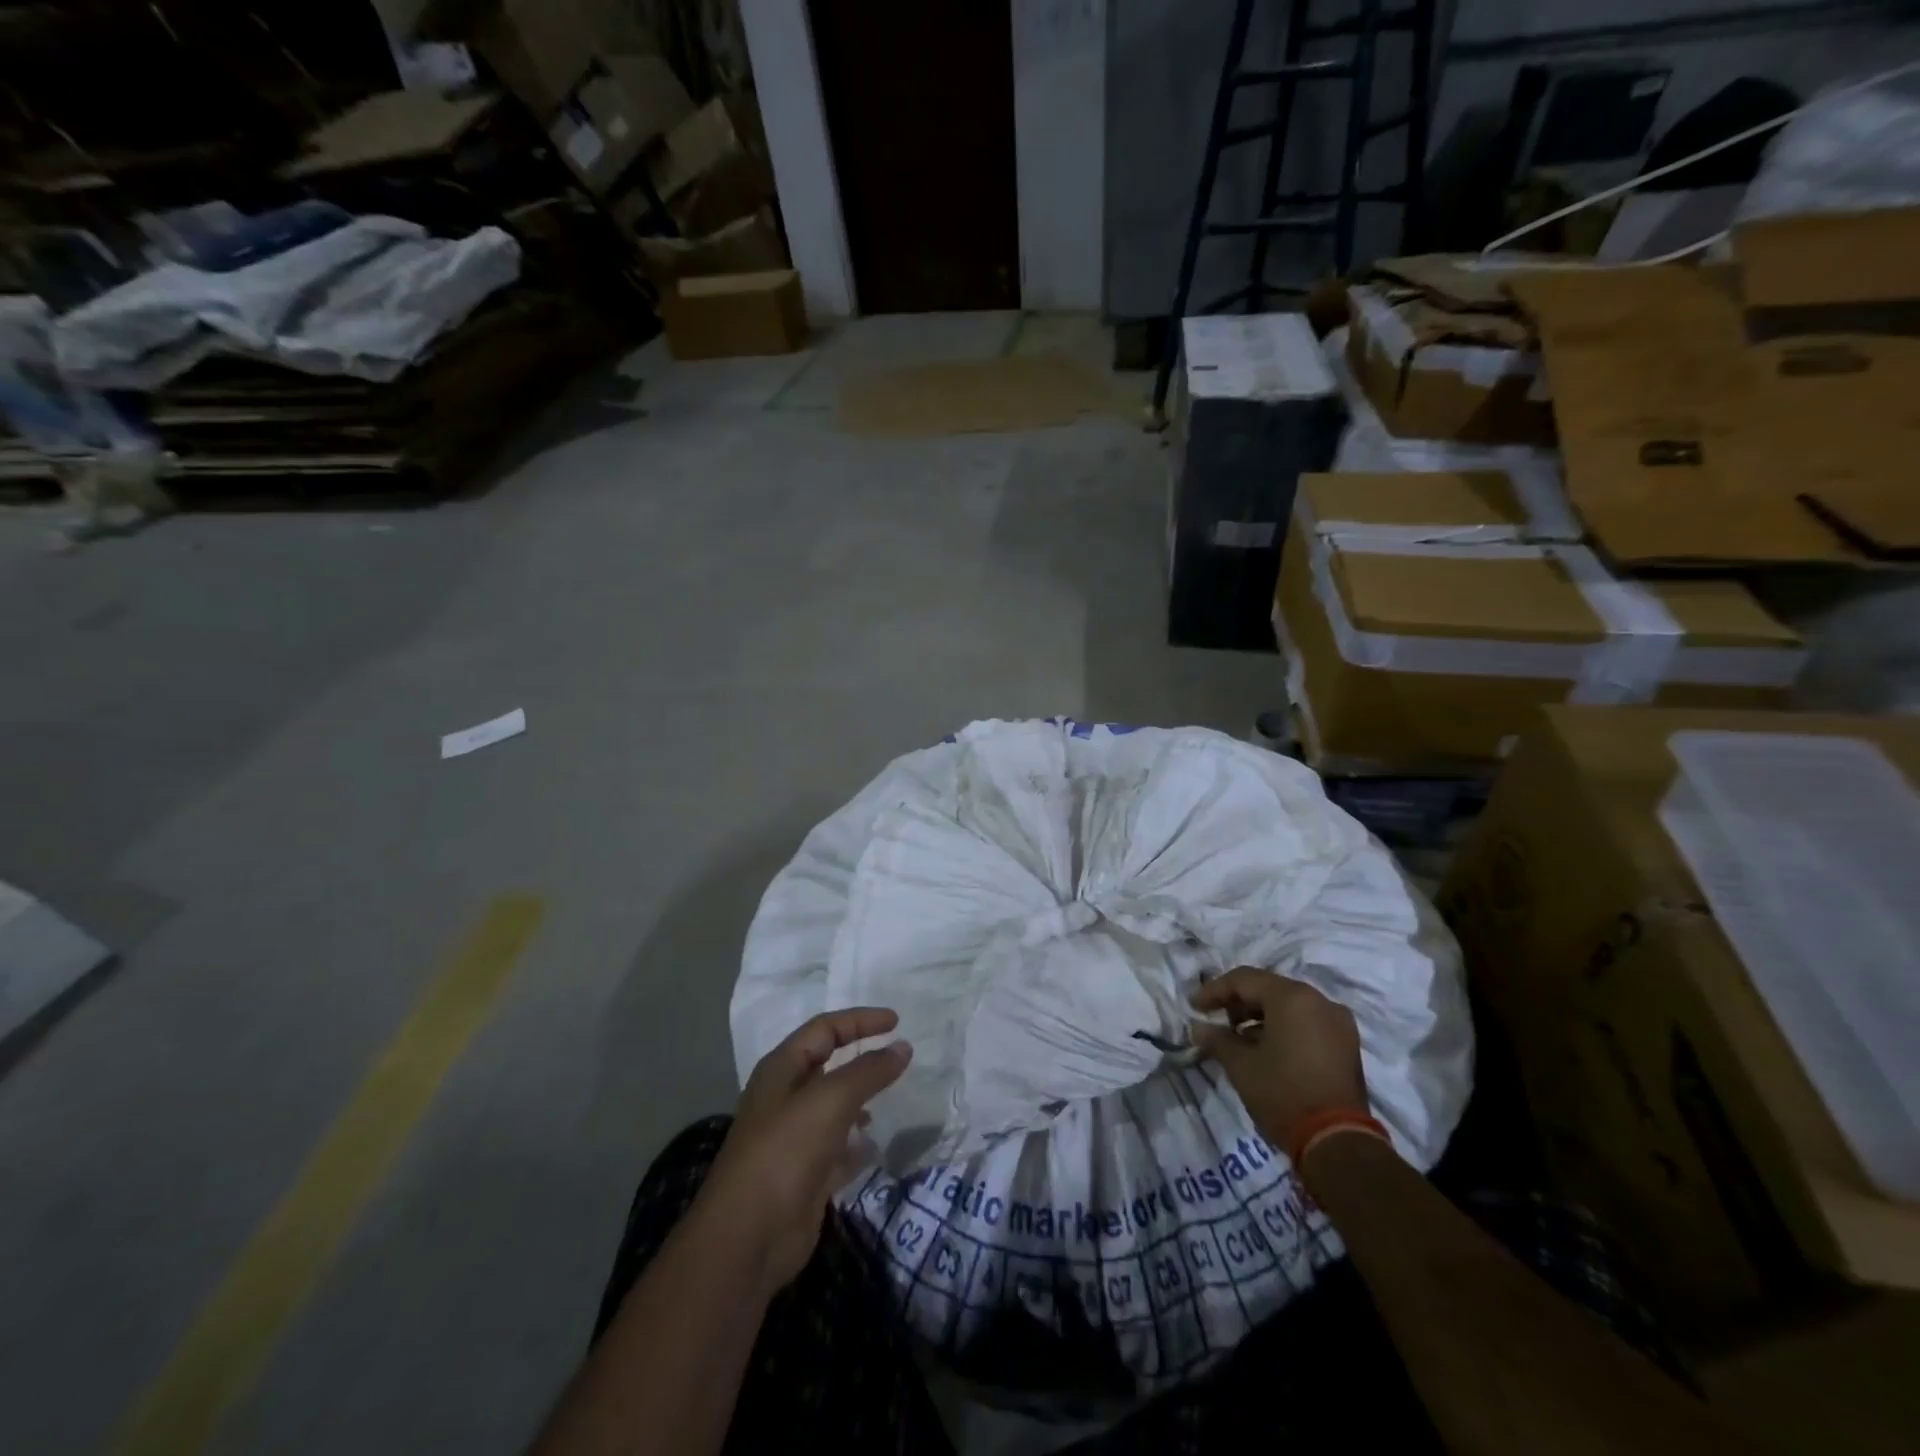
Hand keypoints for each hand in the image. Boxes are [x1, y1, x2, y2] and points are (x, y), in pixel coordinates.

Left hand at [696, 1008, 911, 1293]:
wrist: (749, 1237)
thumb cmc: (786, 1151)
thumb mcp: (831, 1100)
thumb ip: (869, 1071)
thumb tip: (903, 1047)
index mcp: (781, 1069)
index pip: (825, 1029)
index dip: (860, 1020)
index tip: (897, 1021)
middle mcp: (785, 1098)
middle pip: (828, 1064)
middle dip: (861, 1056)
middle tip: (897, 1054)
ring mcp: (794, 1138)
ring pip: (834, 1106)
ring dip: (860, 1099)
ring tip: (889, 1098)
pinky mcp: (805, 1175)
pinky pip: (838, 1148)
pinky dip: (856, 1143)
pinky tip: (874, 1146)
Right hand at [1190, 967, 1367, 1153]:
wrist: (1338, 1143)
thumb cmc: (1284, 1094)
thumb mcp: (1241, 1066)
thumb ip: (1217, 1039)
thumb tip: (1198, 1028)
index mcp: (1293, 997)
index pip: (1244, 980)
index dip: (1214, 990)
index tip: (1194, 1007)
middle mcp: (1319, 1001)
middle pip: (1269, 989)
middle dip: (1238, 1002)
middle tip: (1214, 1019)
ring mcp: (1338, 1023)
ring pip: (1289, 1005)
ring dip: (1260, 1016)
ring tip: (1237, 1037)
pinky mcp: (1347, 1045)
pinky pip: (1307, 1022)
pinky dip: (1283, 1027)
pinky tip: (1265, 1048)